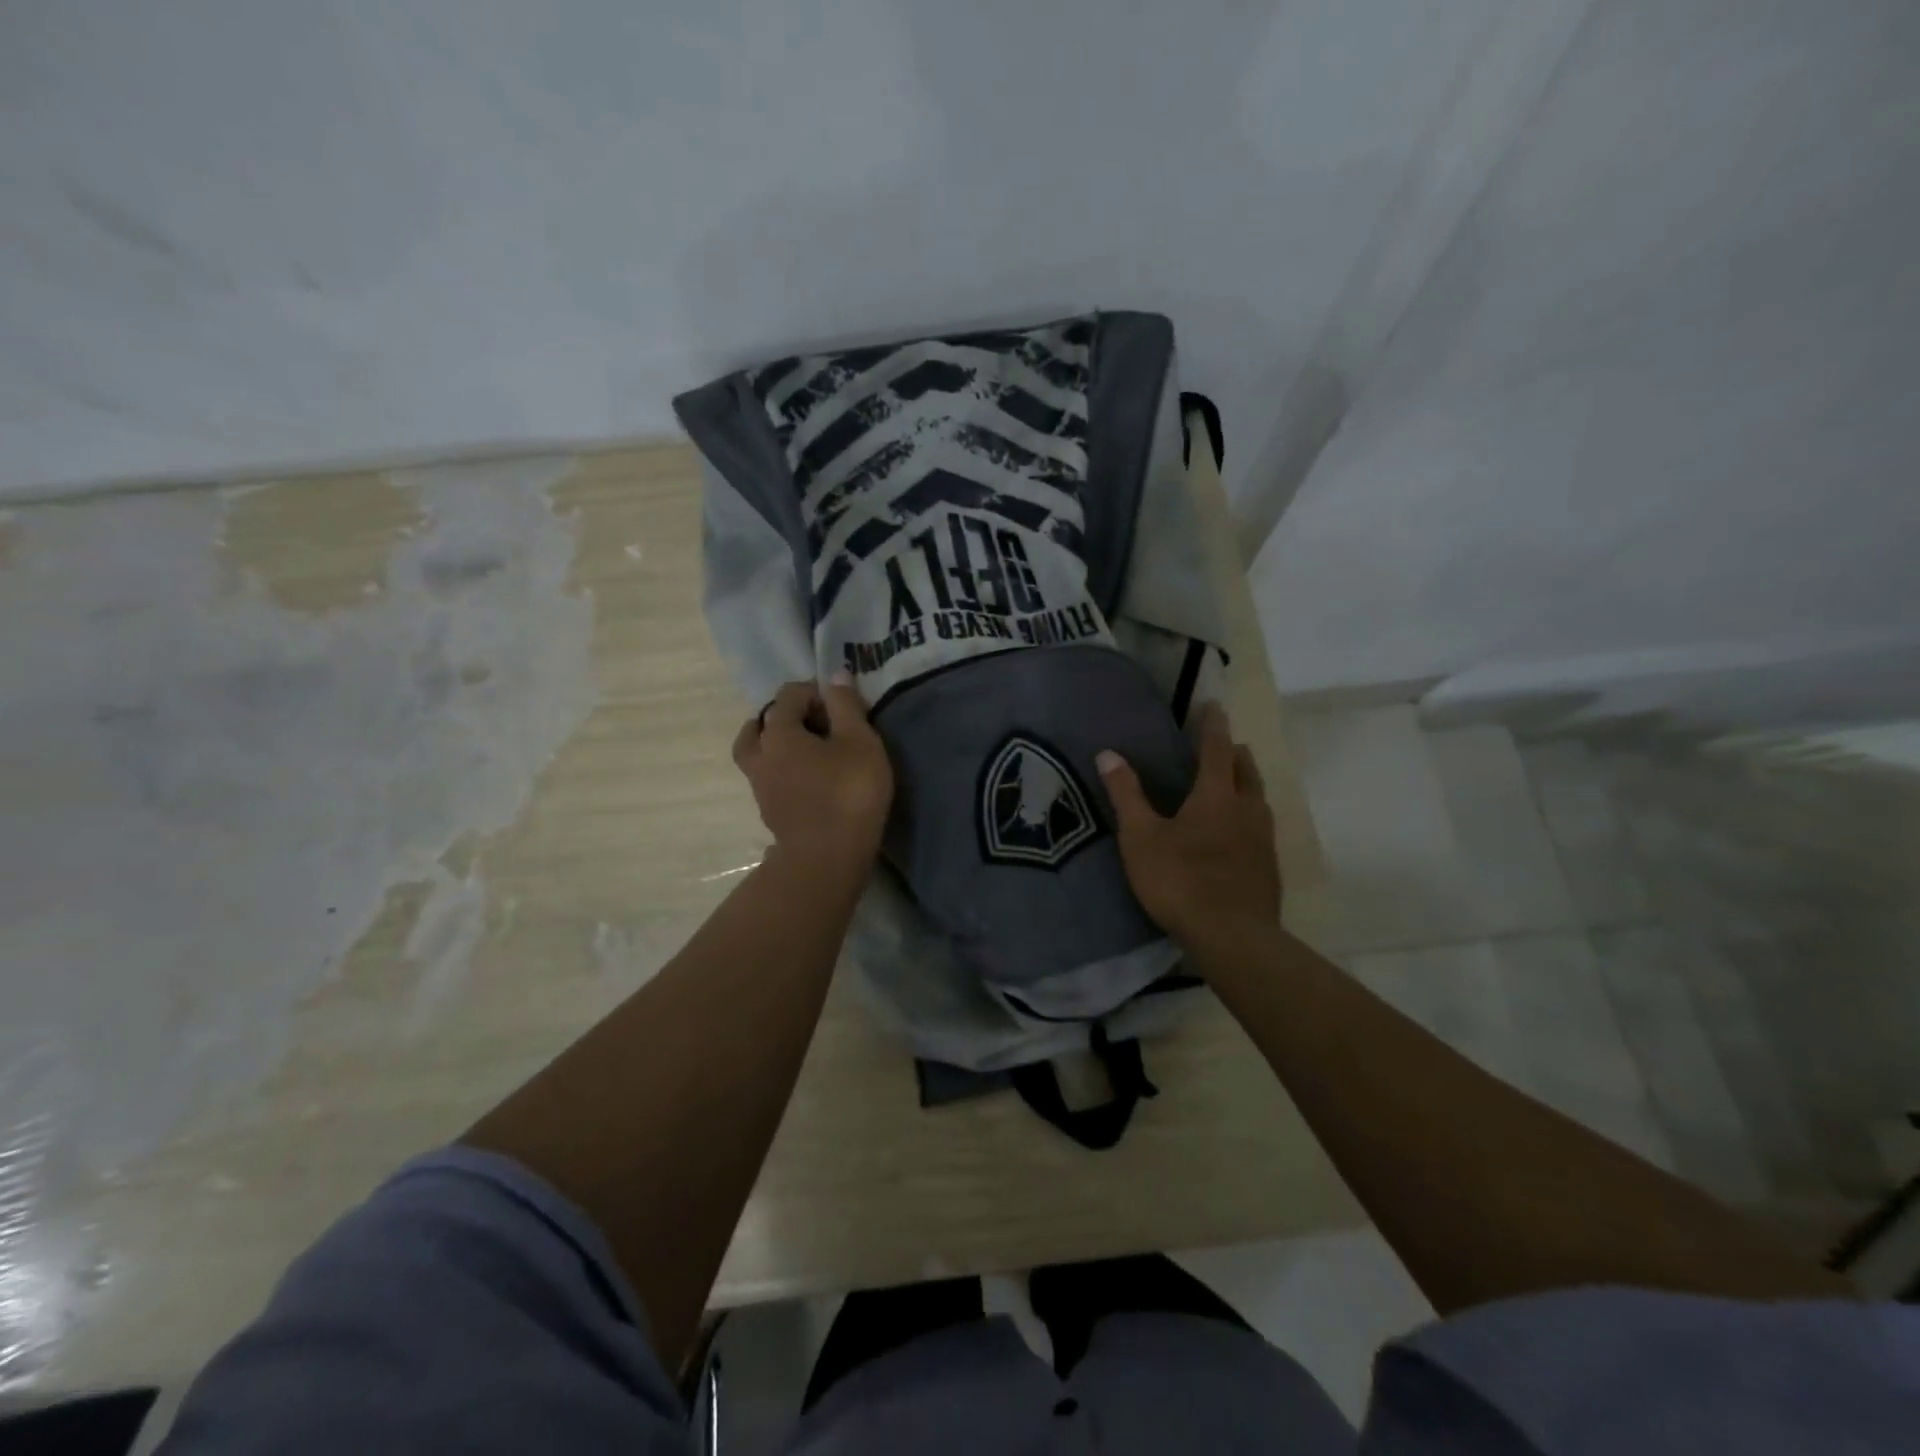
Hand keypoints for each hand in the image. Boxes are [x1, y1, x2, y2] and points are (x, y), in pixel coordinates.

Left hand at [733, 674, 893, 868]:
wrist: (826, 859)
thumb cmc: (848, 793)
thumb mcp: (860, 742)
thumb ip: (846, 706)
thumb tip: (835, 676)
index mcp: (778, 733)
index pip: (788, 695)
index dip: (814, 692)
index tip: (841, 706)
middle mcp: (760, 755)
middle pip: (761, 724)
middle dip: (787, 717)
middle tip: (820, 726)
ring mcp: (759, 787)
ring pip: (759, 754)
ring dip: (779, 746)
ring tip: (811, 753)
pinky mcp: (769, 812)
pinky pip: (769, 778)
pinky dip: (784, 771)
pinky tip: (810, 780)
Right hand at [1097, 702, 1280, 946]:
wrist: (1232, 937)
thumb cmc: (1180, 880)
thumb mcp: (1141, 837)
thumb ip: (1126, 794)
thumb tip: (1108, 753)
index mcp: (1216, 795)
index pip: (1216, 748)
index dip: (1213, 725)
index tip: (1214, 706)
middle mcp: (1247, 809)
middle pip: (1246, 769)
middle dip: (1235, 753)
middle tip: (1224, 745)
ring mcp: (1263, 839)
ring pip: (1258, 798)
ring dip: (1246, 783)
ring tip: (1232, 783)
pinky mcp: (1269, 867)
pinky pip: (1261, 827)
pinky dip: (1248, 815)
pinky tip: (1236, 833)